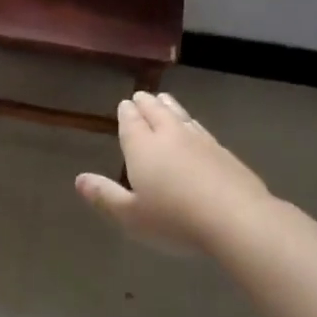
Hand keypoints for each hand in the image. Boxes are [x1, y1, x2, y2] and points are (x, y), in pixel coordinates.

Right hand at [77, 92, 272, 253]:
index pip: (131, 123)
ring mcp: (200, 141)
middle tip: (141, 96)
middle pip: (156, 112)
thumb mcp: (131, 216)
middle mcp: (170, 136)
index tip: (124, 104)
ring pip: (180, 116)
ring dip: (170, 106)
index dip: (126, 113)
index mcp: (143, 148)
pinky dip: (191, 122)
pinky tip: (194, 127)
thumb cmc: (175, 220)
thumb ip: (105, 196)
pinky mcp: (224, 152)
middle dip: (146, 104)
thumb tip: (80, 179)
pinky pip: (201, 128)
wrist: (237, 219)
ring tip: (164, 99)